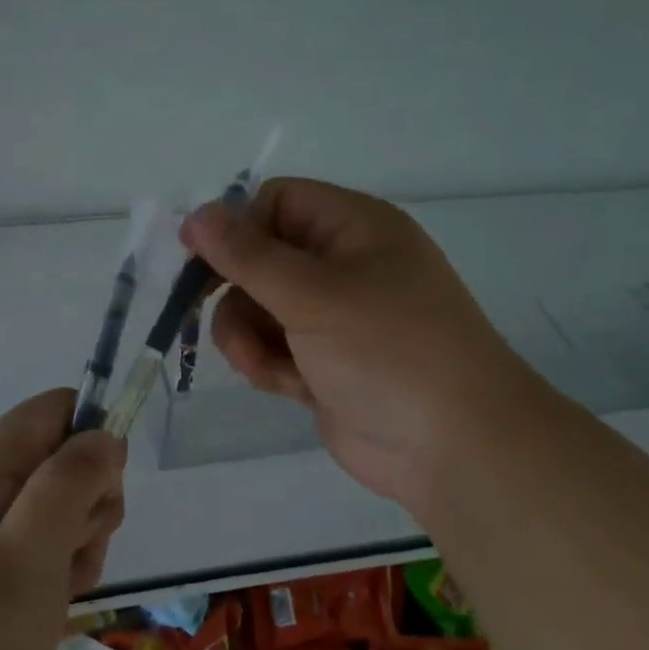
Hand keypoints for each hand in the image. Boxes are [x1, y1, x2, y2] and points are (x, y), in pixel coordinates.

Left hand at [0, 389, 125, 649]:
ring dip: (75, 546)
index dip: (92, 440)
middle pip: (62, 460)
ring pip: (56, 509)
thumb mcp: (32, 552)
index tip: (101, 495)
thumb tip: (104, 436)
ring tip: (55, 595)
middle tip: (72, 557)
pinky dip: (53, 574)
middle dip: (87, 504)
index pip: (56, 410)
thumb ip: (71, 482)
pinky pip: (35, 548)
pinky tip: (43, 612)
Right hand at [182, 178, 548, 518]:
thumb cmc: (388, 350)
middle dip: (236, 289)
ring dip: (246, 333)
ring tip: (261, 362)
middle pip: (261, 257)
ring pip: (259, 307)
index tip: (200, 259)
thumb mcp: (313, 294)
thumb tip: (196, 215)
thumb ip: (248, 255)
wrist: (453, 447)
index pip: (278, 202)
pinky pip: (273, 348)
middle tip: (207, 312)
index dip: (237, 226)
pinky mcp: (324, 364)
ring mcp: (334, 318)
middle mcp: (344, 266)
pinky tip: (284, 384)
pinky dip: (267, 363)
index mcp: (355, 228)